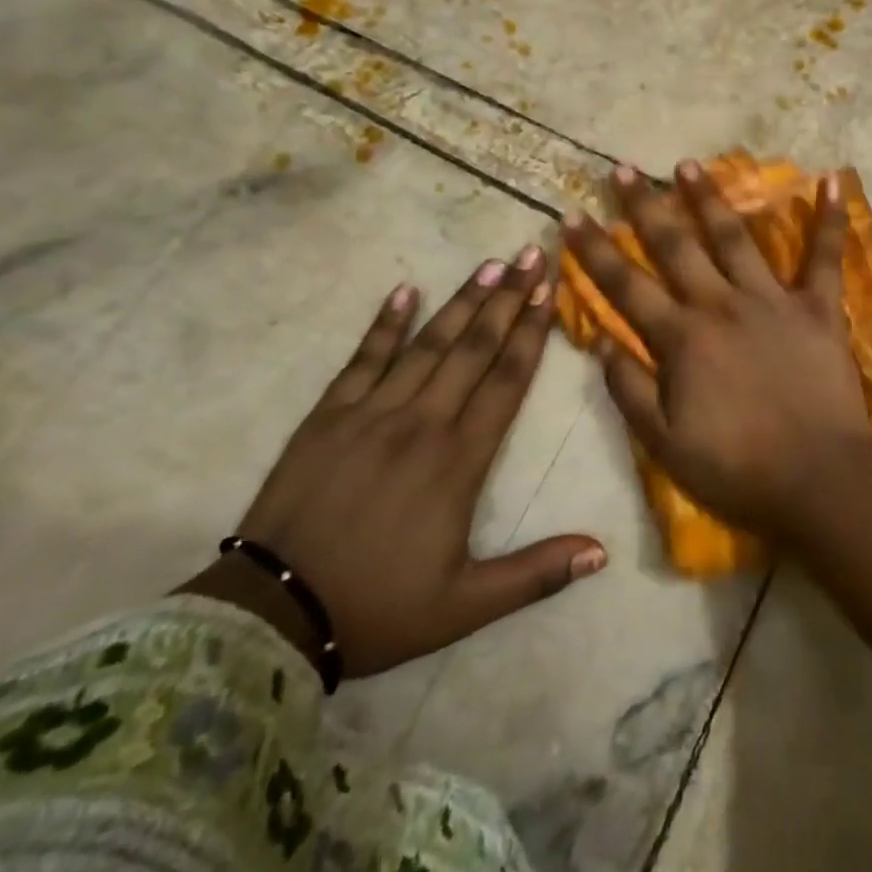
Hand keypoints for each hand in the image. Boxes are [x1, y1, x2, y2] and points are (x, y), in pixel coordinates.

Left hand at [202, 248, 604, 677]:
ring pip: (428, 344)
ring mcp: (372, 413)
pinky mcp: (328, 416)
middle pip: (474, 348)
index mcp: (459, 459)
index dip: (531, 332)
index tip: (549, 291)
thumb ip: (536, 574)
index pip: (506, 380)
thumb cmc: (378, 607)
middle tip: (529, 255)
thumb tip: (602, 552)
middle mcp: (422, 422)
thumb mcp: (465, 605)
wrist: (269, 616)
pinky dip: (384, 324)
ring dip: (461, 301)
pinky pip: (363, 359)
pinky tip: (404, 290)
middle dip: (506, 298)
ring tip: (488, 264)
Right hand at [562, 161, 871, 540]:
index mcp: (681, 339)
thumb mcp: (664, 444)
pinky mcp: (817, 306)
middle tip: (623, 169)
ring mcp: (771, 300)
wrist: (819, 479)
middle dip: (644, 206)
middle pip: (674, 246)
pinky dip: (829, 218)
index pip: (624, 286)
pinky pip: (824, 256)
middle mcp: (720, 305)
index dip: (594, 250)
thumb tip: (599, 340)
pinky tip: (832, 179)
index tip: (571, 215)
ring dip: (709, 198)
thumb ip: (629, 390)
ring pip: (734, 237)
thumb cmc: (738, 468)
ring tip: (688, 164)